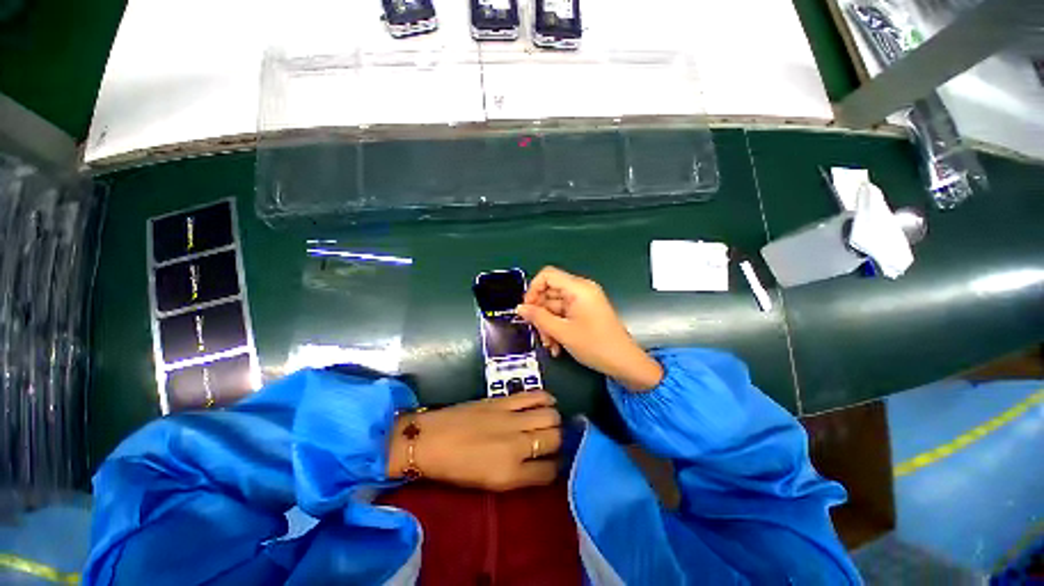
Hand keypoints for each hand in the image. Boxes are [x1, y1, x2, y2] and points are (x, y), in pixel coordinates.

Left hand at [387, 391, 562, 490]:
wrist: (431, 439)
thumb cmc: (457, 468)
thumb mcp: (491, 483)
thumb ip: (521, 474)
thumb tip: (543, 462)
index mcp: (511, 473)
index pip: (550, 470)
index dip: (556, 466)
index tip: (553, 462)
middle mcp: (516, 444)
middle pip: (555, 438)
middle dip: (559, 440)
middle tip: (552, 440)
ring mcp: (511, 418)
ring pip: (550, 415)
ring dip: (554, 419)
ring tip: (550, 421)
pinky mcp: (503, 400)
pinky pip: (534, 396)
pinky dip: (546, 398)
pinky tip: (547, 402)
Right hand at [517, 266, 662, 391]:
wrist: (625, 363)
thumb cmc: (596, 345)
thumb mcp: (563, 332)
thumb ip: (538, 318)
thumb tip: (520, 308)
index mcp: (578, 288)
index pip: (547, 275)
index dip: (533, 290)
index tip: (527, 310)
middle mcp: (581, 290)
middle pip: (549, 293)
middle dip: (541, 315)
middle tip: (539, 335)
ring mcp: (583, 302)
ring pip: (554, 307)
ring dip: (548, 326)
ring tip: (551, 345)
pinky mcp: (585, 312)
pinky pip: (563, 315)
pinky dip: (557, 328)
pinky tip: (557, 346)